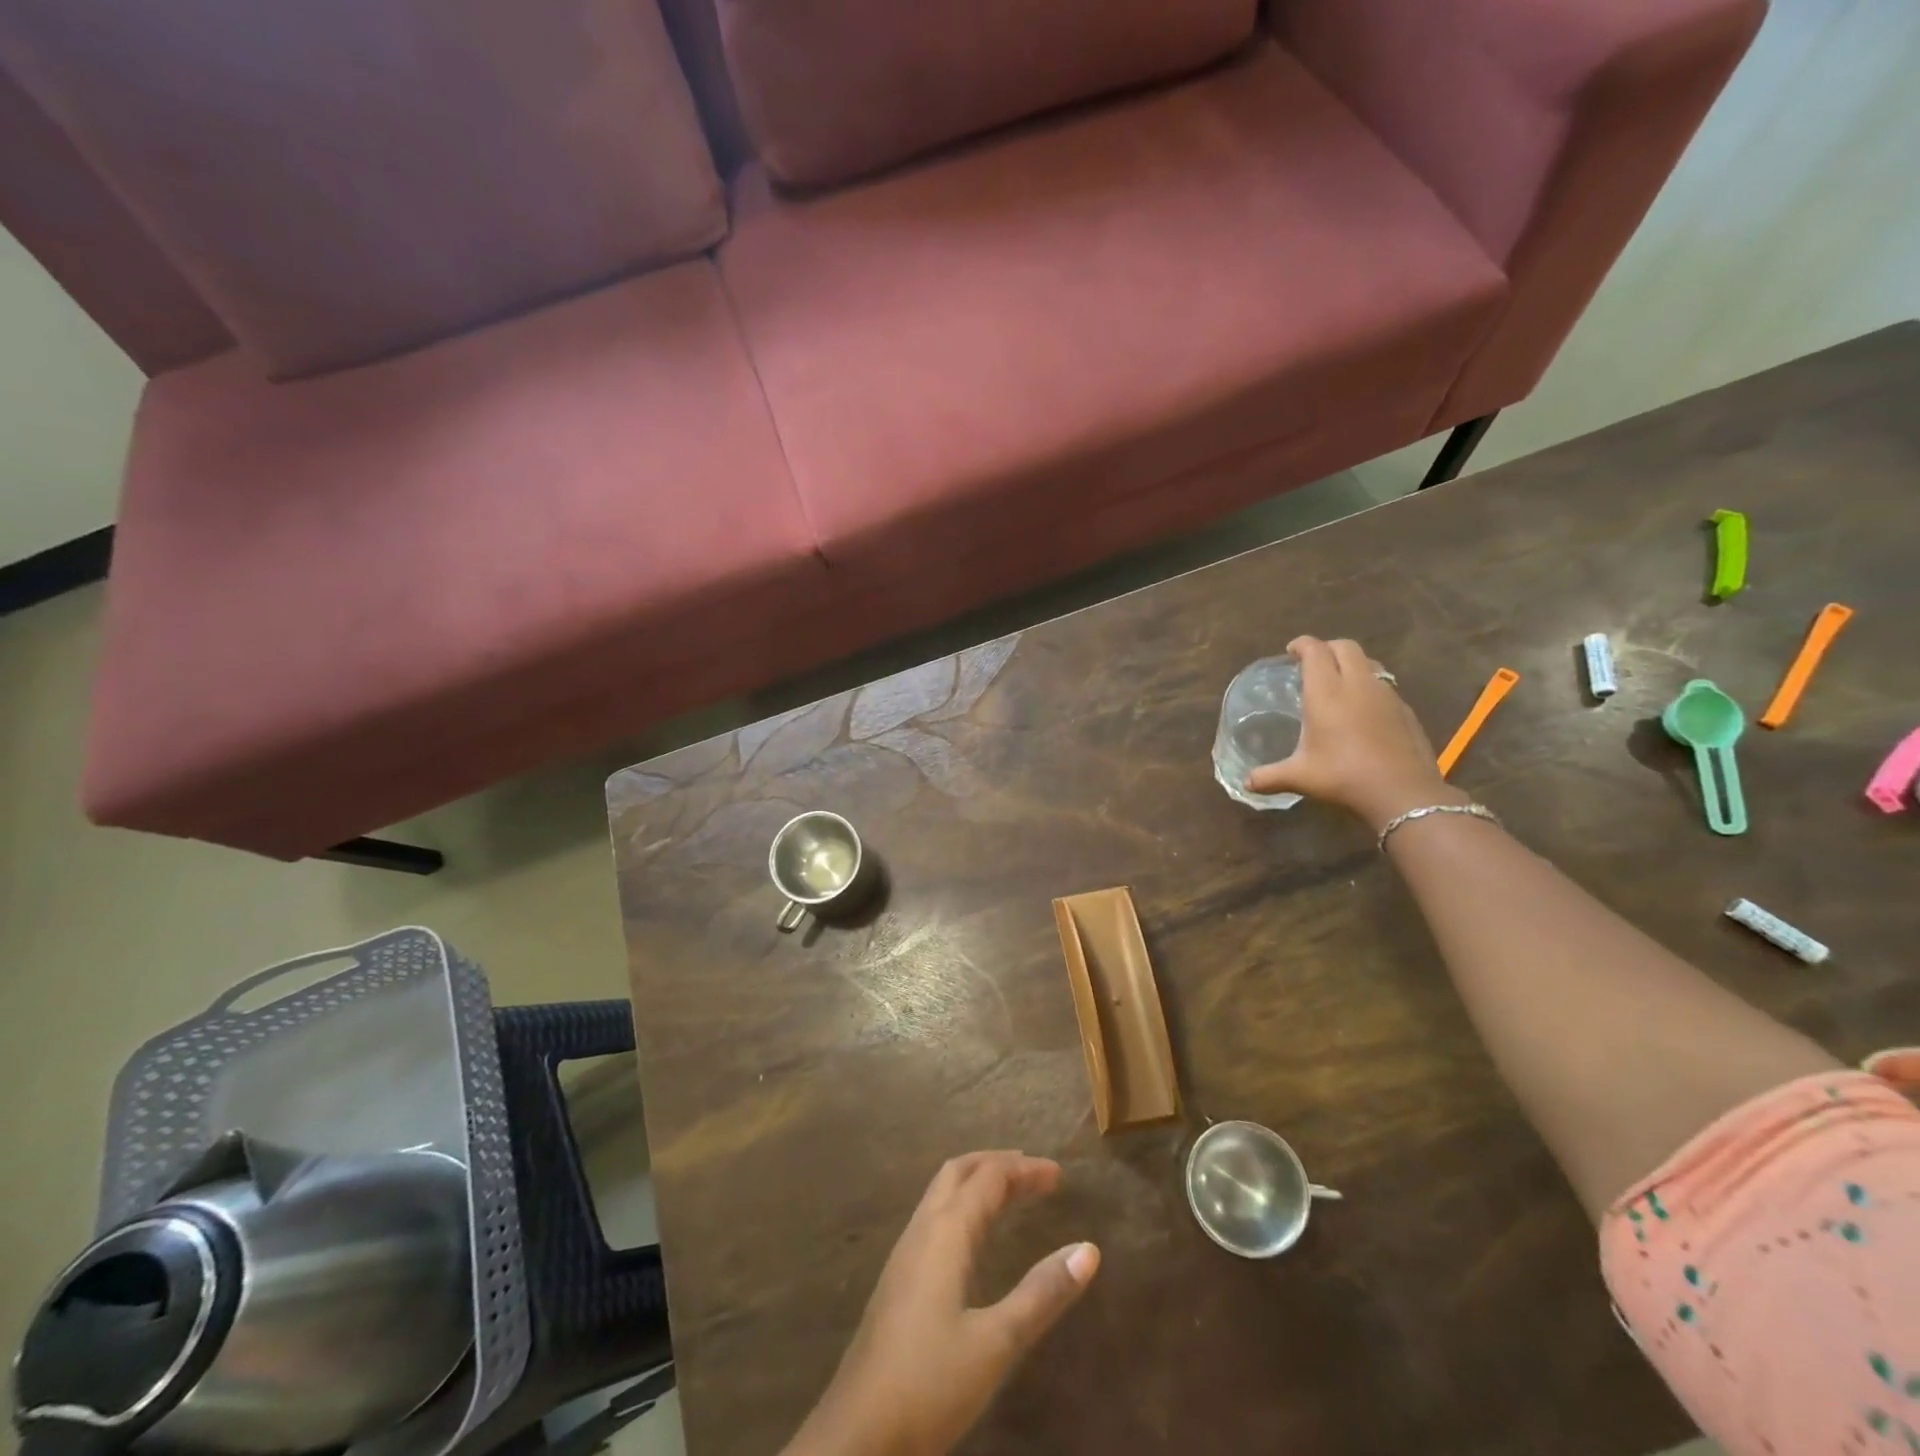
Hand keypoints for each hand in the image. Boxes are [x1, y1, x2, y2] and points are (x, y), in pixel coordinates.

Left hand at [784, 1152, 1099, 1455]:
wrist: (856, 1434)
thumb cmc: (929, 1383)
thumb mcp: (996, 1343)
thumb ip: (1042, 1294)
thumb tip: (1089, 1249)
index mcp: (945, 1232)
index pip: (989, 1178)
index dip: (1025, 1170)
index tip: (1059, 1175)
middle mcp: (922, 1230)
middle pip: (959, 1172)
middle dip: (997, 1164)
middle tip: (1035, 1174)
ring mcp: (905, 1254)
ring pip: (942, 1193)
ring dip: (977, 1182)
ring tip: (1011, 1193)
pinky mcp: (898, 1279)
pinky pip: (934, 1217)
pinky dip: (963, 1205)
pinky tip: (973, 1237)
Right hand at [1246, 636, 1462, 830]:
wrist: (1403, 793)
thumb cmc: (1344, 777)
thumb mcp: (1300, 777)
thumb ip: (1269, 777)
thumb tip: (1246, 783)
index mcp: (1327, 692)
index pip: (1315, 651)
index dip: (1302, 644)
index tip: (1291, 651)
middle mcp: (1357, 685)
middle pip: (1345, 647)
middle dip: (1327, 648)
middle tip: (1313, 663)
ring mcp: (1386, 695)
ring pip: (1369, 663)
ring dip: (1352, 664)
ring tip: (1339, 682)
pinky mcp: (1405, 710)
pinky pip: (1385, 685)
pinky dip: (1369, 686)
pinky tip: (1363, 711)